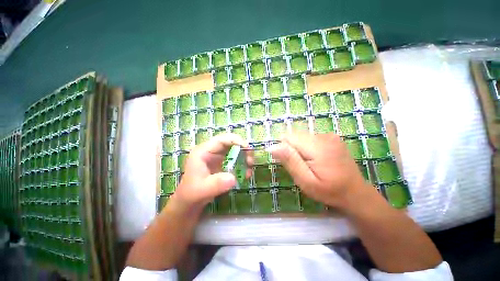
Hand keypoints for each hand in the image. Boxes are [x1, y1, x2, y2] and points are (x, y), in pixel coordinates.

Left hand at [171, 133, 252, 210]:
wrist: (190, 201)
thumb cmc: (192, 193)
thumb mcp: (203, 190)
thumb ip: (217, 184)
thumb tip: (234, 178)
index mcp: (203, 151)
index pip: (222, 139)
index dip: (236, 141)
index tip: (248, 149)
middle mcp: (211, 151)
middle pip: (230, 143)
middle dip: (243, 150)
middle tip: (250, 161)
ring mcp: (217, 156)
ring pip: (234, 150)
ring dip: (244, 157)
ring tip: (249, 170)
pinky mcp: (221, 163)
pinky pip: (234, 159)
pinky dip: (242, 164)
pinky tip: (245, 174)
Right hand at [269, 132, 366, 209]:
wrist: (355, 192)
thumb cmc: (329, 191)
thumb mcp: (306, 181)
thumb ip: (290, 161)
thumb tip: (273, 147)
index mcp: (318, 147)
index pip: (289, 137)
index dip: (284, 149)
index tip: (289, 162)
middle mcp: (324, 136)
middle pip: (295, 136)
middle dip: (292, 149)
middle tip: (300, 166)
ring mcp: (329, 135)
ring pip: (301, 137)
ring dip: (299, 148)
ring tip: (308, 163)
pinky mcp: (331, 137)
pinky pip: (310, 138)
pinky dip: (307, 147)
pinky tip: (315, 159)